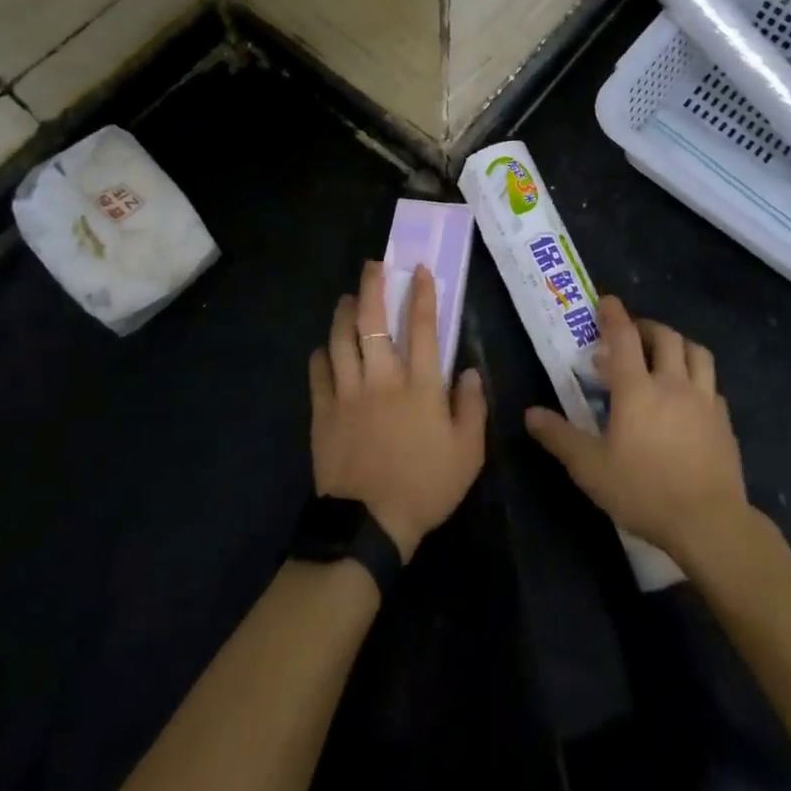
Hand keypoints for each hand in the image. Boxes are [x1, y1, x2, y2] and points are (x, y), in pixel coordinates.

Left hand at [309, 261, 486, 561]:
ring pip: (340, 338)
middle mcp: (382, 377)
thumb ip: (472, 407)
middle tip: (372, 266)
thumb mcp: (468, 453)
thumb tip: (471, 371)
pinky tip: (324, 348)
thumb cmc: (425, 486)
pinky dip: (321, 353)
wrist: (368, 525)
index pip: (423, 327)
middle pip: (373, 319)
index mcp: (419, 385)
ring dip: (343, 311)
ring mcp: (348, 392)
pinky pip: (318, 371)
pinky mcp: (323, 411)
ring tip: (346, 298)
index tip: (419, 269)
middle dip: (372, 286)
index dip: (422, 294)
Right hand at [524, 295, 748, 566]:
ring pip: (696, 353)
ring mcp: (704, 401)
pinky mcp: (724, 422)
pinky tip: (690, 396)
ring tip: (665, 354)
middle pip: (665, 337)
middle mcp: (673, 383)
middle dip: (647, 327)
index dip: (614, 315)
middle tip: (632, 334)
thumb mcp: (590, 468)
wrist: (709, 523)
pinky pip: (712, 385)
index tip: (607, 301)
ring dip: (678, 345)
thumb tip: (530, 414)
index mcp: (637, 388)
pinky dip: (698, 378)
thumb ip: (559, 437)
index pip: (624, 336)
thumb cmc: (644, 491)